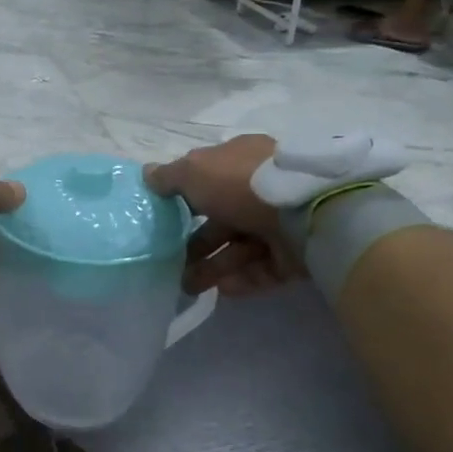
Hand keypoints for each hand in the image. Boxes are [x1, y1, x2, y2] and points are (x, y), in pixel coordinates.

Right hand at [144, 136, 301, 298]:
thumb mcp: (195, 171)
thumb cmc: (241, 184)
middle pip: (222, 220)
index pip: (209, 180)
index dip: (186, 199)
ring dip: (211, 267)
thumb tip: (147, 174)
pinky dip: (241, 280)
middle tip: (170, 264)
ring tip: (187, 287)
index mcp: (241, 161)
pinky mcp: (296, 255)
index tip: (165, 220)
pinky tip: (221, 290)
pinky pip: (262, 269)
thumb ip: (169, 176)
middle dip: (195, 244)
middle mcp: (261, 190)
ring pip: (240, 248)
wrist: (306, 211)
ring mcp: (281, 223)